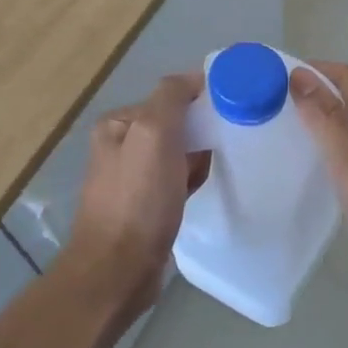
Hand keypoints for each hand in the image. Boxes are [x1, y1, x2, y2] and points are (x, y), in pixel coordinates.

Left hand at [66, 72, 207, 320]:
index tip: (229, 113)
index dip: (199, 103)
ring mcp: (132, 178)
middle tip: (227, 144)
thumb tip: (194, 78)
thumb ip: (171, 97)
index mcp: (117, 124)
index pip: (168, 97)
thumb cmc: (138, 199)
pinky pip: (177, 180)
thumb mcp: (154, 134)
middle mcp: (120, 146)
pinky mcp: (145, 206)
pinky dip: (192, 181)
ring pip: (179, 154)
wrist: (119, 270)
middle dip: (200, 133)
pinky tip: (203, 190)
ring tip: (218, 168)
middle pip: (175, 125)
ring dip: (199, 158)